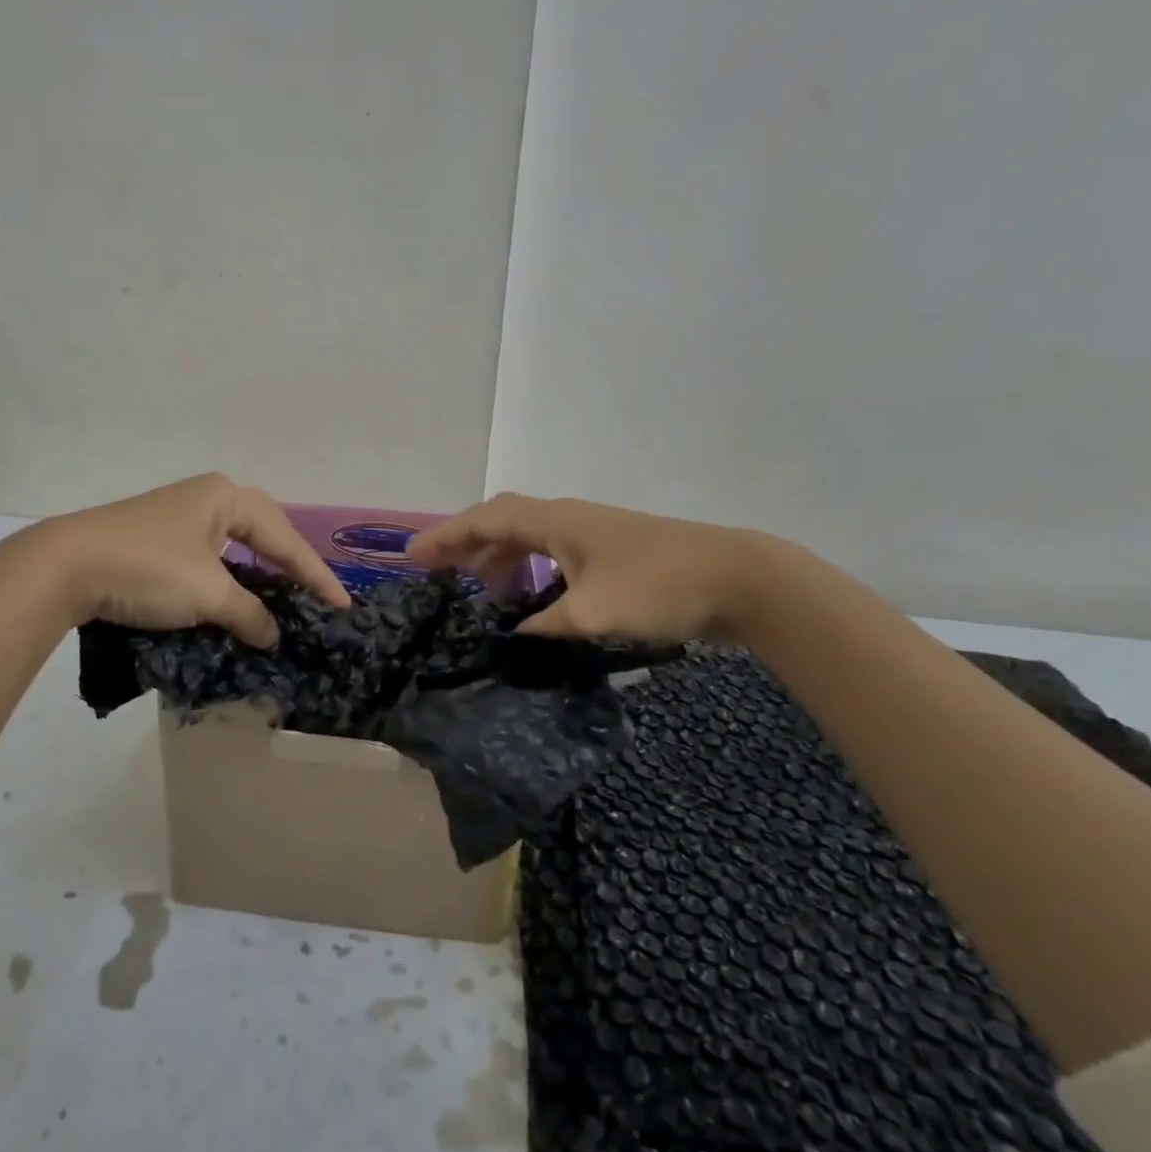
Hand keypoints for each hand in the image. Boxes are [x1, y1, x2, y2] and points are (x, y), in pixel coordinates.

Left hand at [27, 473, 351, 645]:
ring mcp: (180, 515)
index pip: (284, 539)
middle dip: (291, 564)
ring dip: (260, 571)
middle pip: (265, 531)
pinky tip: (236, 595)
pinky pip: (212, 555)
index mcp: (227, 497)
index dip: (315, 575)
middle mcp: (207, 497)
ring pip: (236, 544)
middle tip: (315, 595)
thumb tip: (272, 634)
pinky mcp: (158, 537)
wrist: (65, 567)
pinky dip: (231, 576)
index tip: (343, 605)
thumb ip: (249, 613)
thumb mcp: (208, 595)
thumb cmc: (148, 569)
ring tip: (283, 596)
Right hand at [407, 493, 778, 644]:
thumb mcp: (591, 613)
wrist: (739, 579)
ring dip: (499, 558)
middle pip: (502, 521)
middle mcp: (568, 518)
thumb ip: (544, 624)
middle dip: (465, 543)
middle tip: (437, 572)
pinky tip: (533, 599)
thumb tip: (513, 634)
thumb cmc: (658, 587)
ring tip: (479, 591)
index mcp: (555, 521)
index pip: (484, 520)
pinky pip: (553, 553)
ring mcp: (592, 533)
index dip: (444, 536)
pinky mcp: (612, 552)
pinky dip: (531, 570)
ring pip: (529, 537)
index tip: (411, 558)